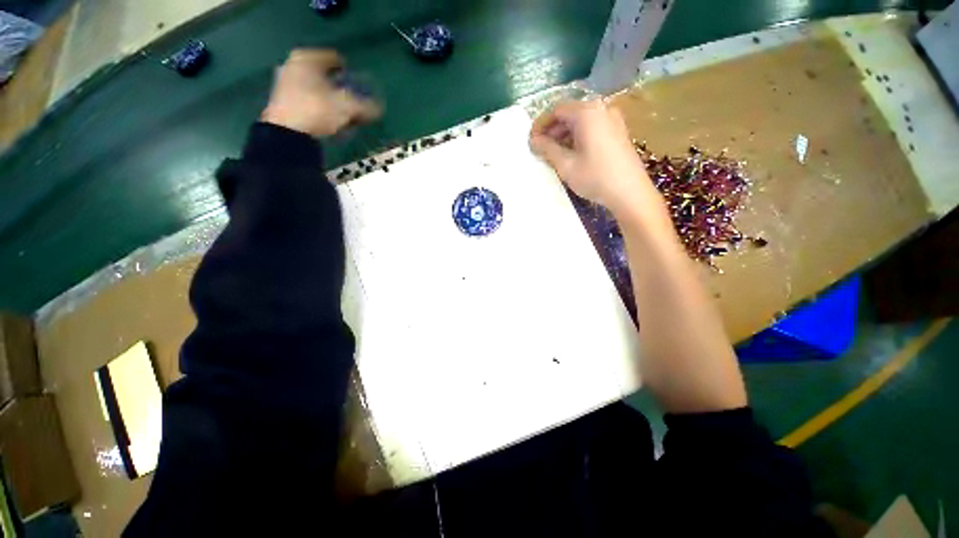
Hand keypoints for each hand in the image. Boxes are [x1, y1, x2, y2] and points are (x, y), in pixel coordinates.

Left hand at [261, 49, 381, 137]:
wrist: (287, 133)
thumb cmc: (317, 110)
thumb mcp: (347, 107)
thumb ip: (365, 106)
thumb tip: (379, 108)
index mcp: (307, 58)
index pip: (335, 58)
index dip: (349, 71)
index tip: (359, 84)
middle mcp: (293, 65)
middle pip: (323, 73)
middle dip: (338, 86)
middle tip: (352, 99)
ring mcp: (284, 83)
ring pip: (314, 87)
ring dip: (329, 98)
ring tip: (342, 113)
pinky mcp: (282, 102)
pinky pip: (307, 100)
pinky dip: (319, 107)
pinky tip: (329, 120)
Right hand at [529, 99, 653, 213]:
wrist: (630, 192)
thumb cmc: (595, 177)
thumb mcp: (566, 164)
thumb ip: (547, 149)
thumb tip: (533, 140)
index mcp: (587, 112)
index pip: (557, 110)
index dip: (541, 124)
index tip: (531, 141)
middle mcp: (601, 108)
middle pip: (569, 113)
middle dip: (552, 129)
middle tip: (540, 148)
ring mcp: (612, 119)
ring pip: (581, 121)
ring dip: (564, 134)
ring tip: (553, 153)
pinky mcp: (617, 130)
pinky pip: (592, 127)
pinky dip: (577, 136)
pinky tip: (571, 153)